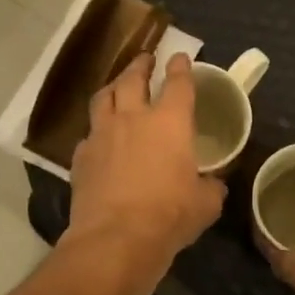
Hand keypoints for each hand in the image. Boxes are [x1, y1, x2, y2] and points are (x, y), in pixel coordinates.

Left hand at [68, 53, 224, 273]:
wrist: (116, 237)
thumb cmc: (170, 215)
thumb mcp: (206, 203)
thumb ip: (211, 186)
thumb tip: (214, 184)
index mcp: (170, 122)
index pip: (178, 83)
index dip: (180, 67)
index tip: (179, 57)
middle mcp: (133, 118)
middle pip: (133, 79)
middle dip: (140, 65)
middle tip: (144, 60)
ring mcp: (102, 135)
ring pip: (103, 98)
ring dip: (112, 88)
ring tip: (116, 87)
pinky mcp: (81, 157)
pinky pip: (88, 134)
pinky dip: (96, 131)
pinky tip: (99, 139)